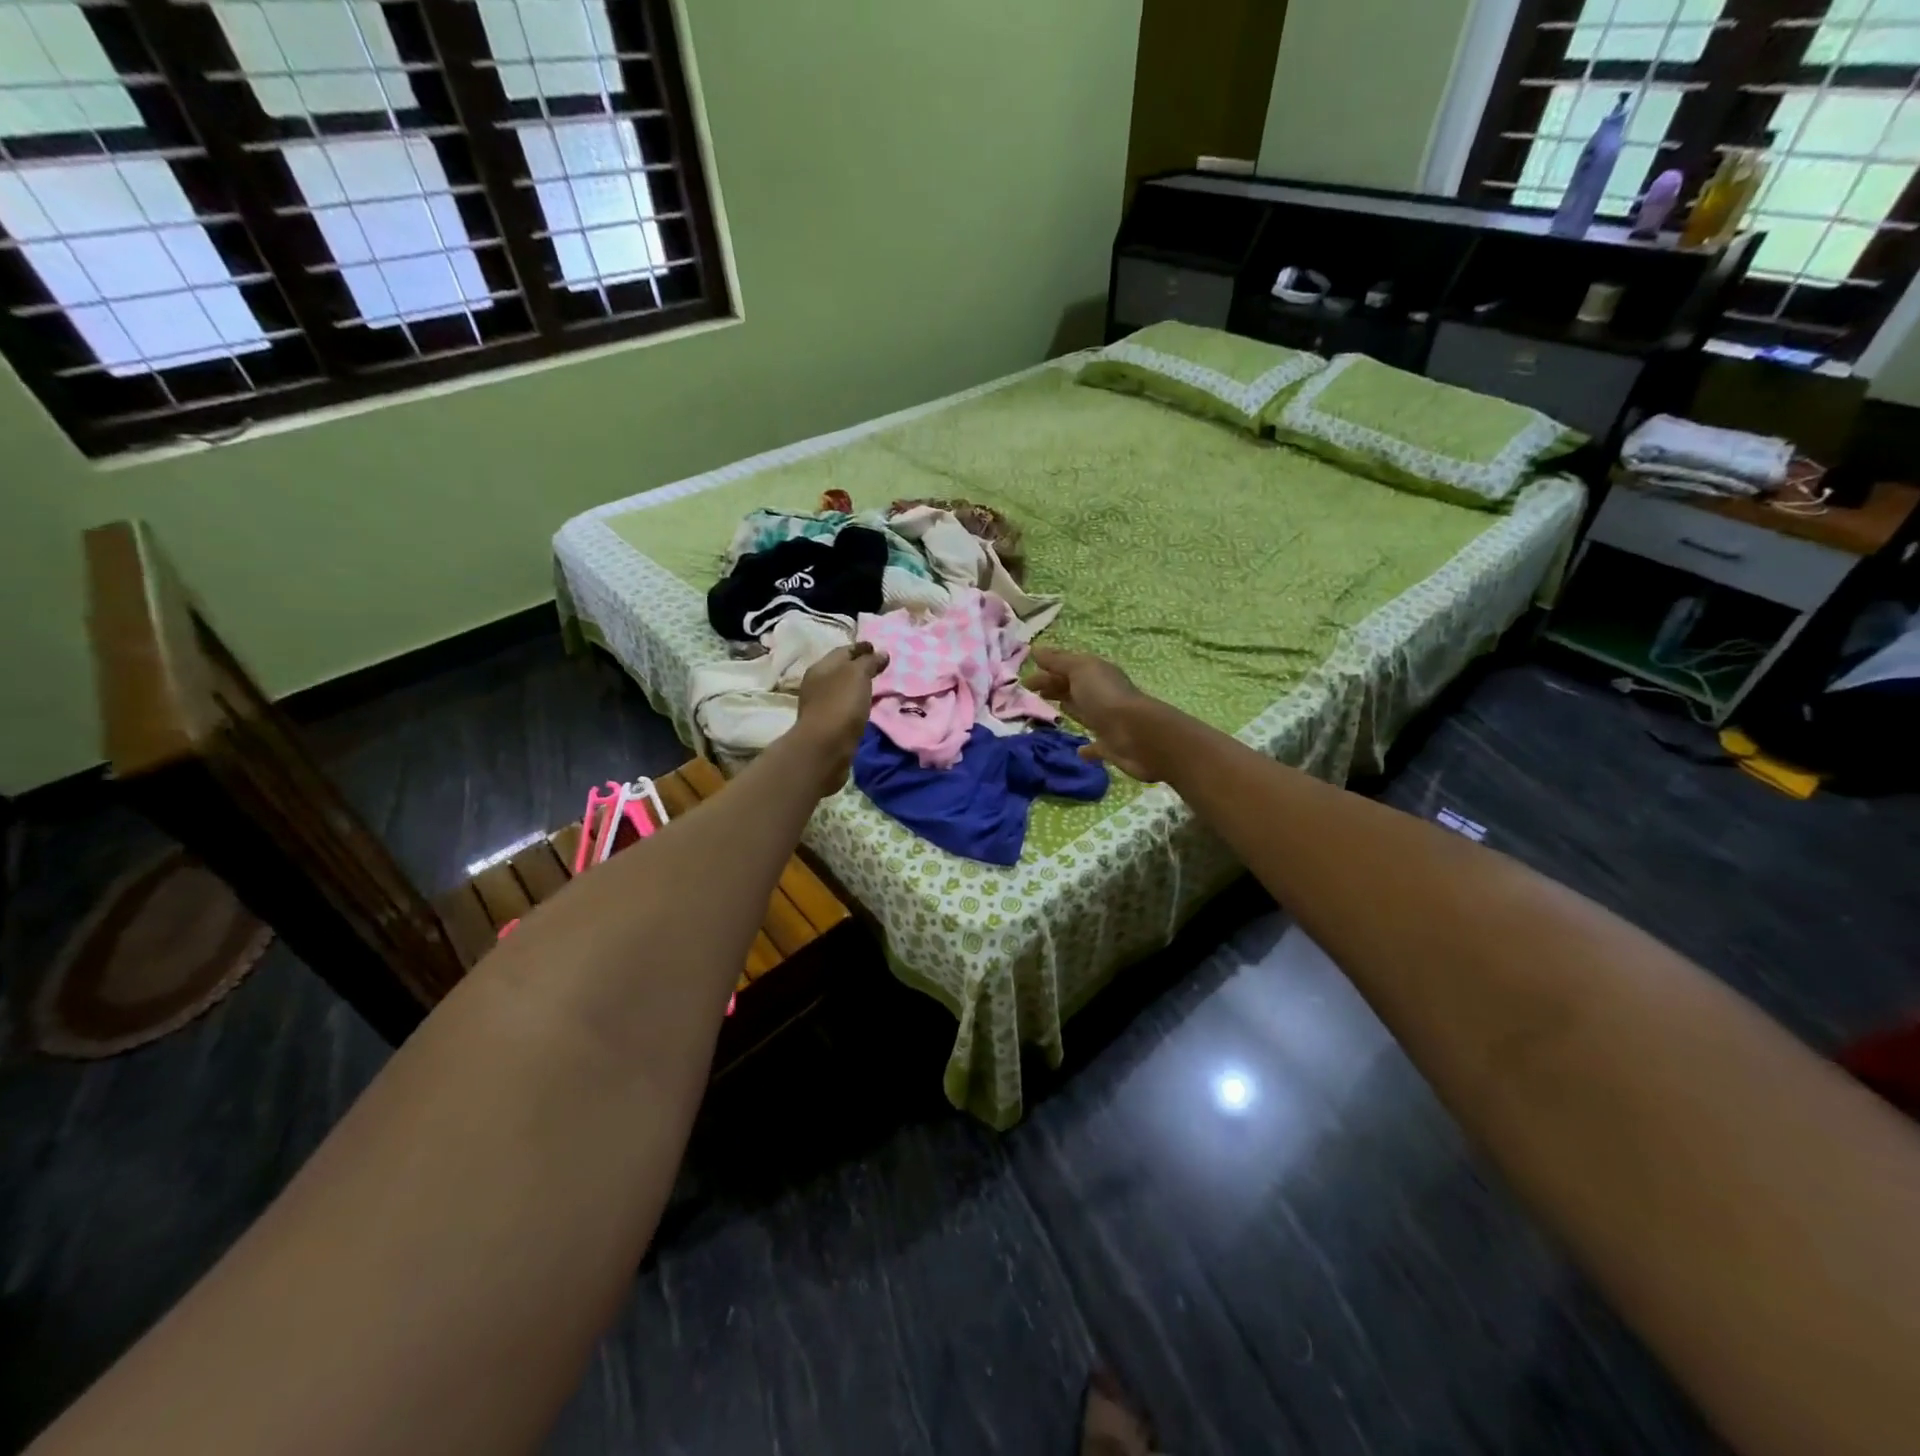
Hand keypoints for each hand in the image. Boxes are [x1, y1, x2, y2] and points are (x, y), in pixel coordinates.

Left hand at [792, 642, 887, 793]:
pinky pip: (845, 708)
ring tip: (877, 687)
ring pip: (842, 690)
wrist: (825, 748)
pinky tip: (866, 707)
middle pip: (841, 670)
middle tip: (880, 667)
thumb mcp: (857, 675)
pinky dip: (856, 703)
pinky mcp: (827, 726)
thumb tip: (881, 653)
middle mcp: (817, 684)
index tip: (879, 648)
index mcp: (821, 668)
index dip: (861, 648)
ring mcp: (820, 706)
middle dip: (859, 667)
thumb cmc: (840, 705)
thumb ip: (869, 662)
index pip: (843, 651)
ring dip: (857, 687)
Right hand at [1024, 647, 1166, 780]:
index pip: (1067, 668)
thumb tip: (1035, 649)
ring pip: (1082, 712)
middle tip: (1029, 693)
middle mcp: (1101, 695)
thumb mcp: (1080, 670)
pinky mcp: (1110, 746)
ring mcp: (1106, 721)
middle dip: (1053, 687)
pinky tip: (1077, 751)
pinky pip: (1095, 746)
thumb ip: (1058, 661)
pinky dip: (1086, 748)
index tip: (1024, 680)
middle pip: (1073, 688)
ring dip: (1069, 710)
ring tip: (1046, 714)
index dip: (1047, 671)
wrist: (1137, 735)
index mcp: (1095, 674)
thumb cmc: (1105, 697)